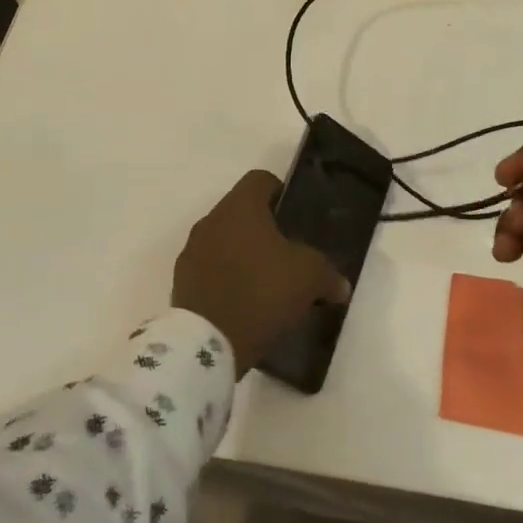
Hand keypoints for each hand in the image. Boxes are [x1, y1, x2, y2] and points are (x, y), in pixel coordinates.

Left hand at [172, 171, 350, 375]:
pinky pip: (209, 267)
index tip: (294, 216)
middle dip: (262, 228)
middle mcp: (211, 220)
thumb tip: (341, 286)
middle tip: (286, 253)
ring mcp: (191, 250)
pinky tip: (243, 301)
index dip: (280, 192)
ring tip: (265, 280)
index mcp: (240, 207)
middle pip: (240, 211)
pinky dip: (225, 276)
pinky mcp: (182, 280)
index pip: (260, 180)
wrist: (209, 342)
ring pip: (223, 239)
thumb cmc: (263, 292)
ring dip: (241, 252)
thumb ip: (328, 275)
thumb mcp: (309, 279)